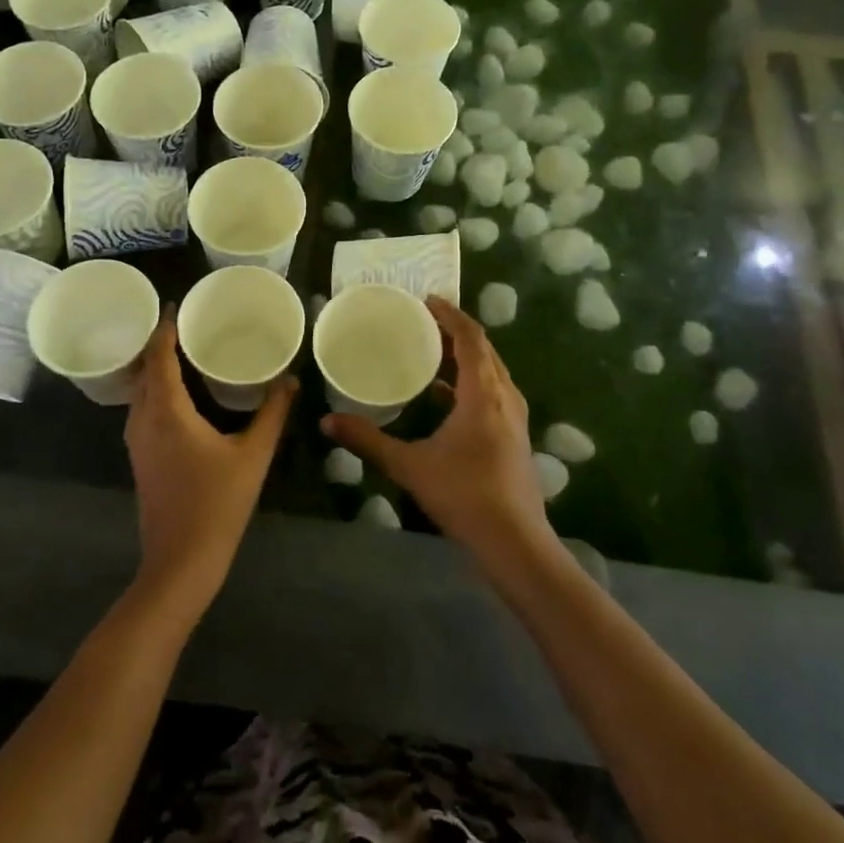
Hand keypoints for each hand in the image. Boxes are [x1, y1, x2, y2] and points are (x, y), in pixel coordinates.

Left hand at [125, 313, 296, 620]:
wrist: (181, 561)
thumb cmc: (218, 504)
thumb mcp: (253, 455)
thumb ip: (272, 413)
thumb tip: (291, 379)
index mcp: (167, 411)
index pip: (159, 356)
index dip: (165, 328)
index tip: (176, 305)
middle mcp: (143, 419)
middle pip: (144, 369)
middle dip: (159, 343)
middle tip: (187, 323)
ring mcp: (137, 441)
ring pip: (139, 391)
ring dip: (155, 367)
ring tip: (183, 350)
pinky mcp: (140, 457)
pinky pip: (142, 408)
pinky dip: (155, 390)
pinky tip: (179, 393)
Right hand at [322, 297, 553, 570]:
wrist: (515, 542)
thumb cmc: (464, 495)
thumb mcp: (410, 465)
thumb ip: (368, 440)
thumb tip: (327, 421)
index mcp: (483, 393)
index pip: (470, 338)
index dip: (450, 315)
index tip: (427, 300)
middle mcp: (505, 397)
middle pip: (484, 350)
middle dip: (456, 331)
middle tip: (424, 322)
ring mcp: (515, 418)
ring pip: (492, 372)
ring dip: (466, 357)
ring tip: (432, 352)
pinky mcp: (516, 437)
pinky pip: (494, 392)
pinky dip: (471, 382)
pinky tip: (445, 398)